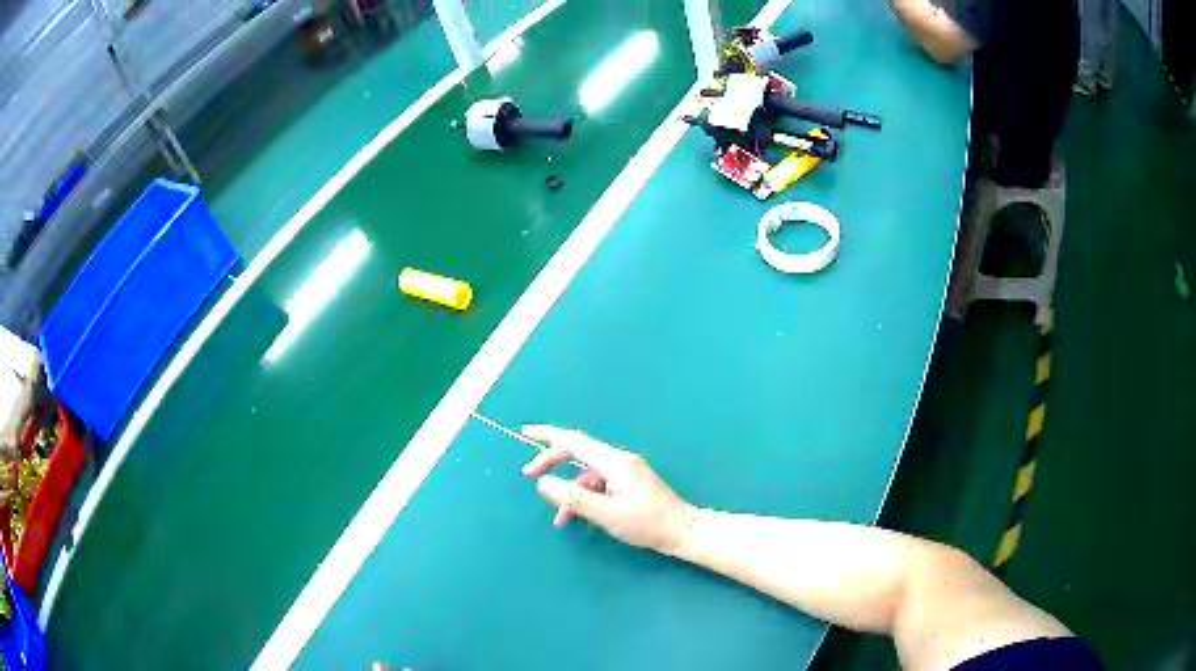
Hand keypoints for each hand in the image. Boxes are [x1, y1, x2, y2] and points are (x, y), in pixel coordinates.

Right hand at [520, 425, 698, 553]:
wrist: (682, 531)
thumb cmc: (647, 524)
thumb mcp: (606, 514)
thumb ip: (573, 498)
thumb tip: (543, 483)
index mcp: (614, 462)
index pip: (575, 440)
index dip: (549, 434)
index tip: (525, 431)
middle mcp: (619, 460)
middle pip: (578, 452)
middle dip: (552, 461)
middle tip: (529, 475)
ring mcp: (625, 471)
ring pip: (586, 472)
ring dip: (569, 489)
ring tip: (558, 517)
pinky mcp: (629, 483)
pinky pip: (598, 483)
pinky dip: (583, 496)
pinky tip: (577, 517)